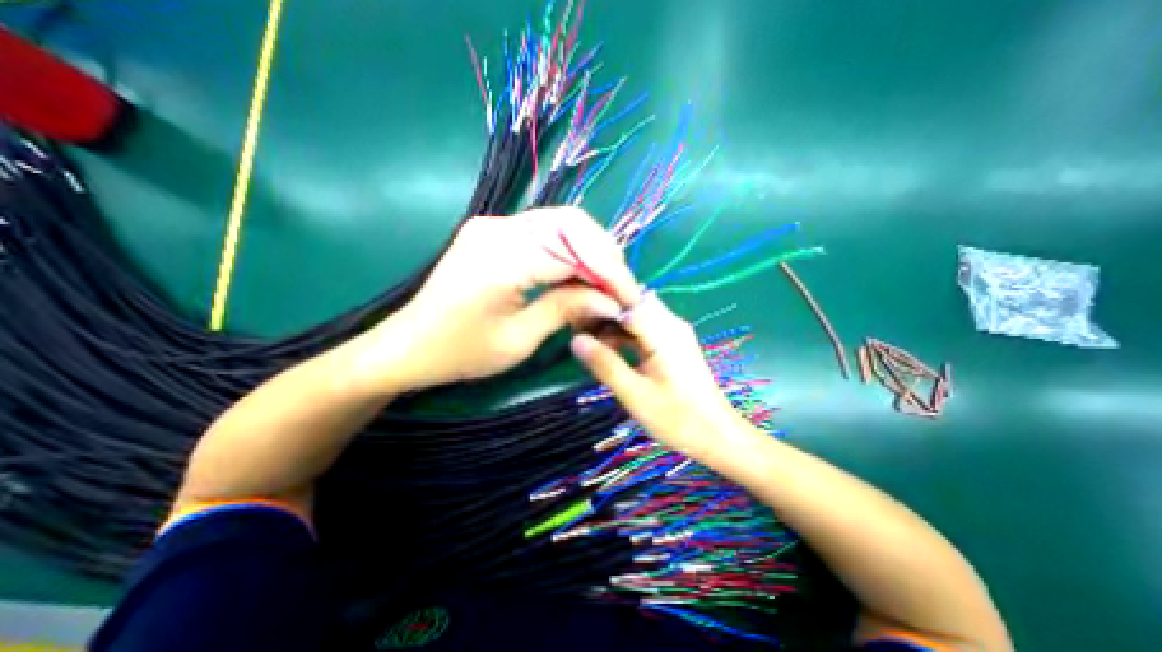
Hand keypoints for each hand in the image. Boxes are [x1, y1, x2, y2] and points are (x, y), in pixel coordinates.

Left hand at [355, 206, 643, 392]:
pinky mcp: (493, 231)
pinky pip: (544, 232)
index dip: (608, 272)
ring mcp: (494, 224)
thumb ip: (567, 310)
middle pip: (571, 222)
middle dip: (604, 254)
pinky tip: (578, 274)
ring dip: (590, 250)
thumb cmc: (460, 352)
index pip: (573, 251)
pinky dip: (569, 250)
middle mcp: (498, 228)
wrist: (408, 345)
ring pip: (561, 222)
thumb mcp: (519, 340)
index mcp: (501, 259)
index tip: (630, 298)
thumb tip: (611, 300)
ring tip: (604, 283)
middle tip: (619, 288)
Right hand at [567, 292, 749, 460]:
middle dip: (604, 313)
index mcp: (663, 332)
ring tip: (591, 344)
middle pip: (632, 303)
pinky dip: (625, 335)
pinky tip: (611, 351)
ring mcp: (673, 333)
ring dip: (613, 325)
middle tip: (581, 333)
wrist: (717, 435)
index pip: (627, 300)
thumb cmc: (678, 418)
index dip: (599, 305)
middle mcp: (670, 324)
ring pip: (637, 315)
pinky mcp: (673, 343)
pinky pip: (644, 328)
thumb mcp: (635, 394)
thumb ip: (606, 364)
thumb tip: (576, 340)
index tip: (576, 319)